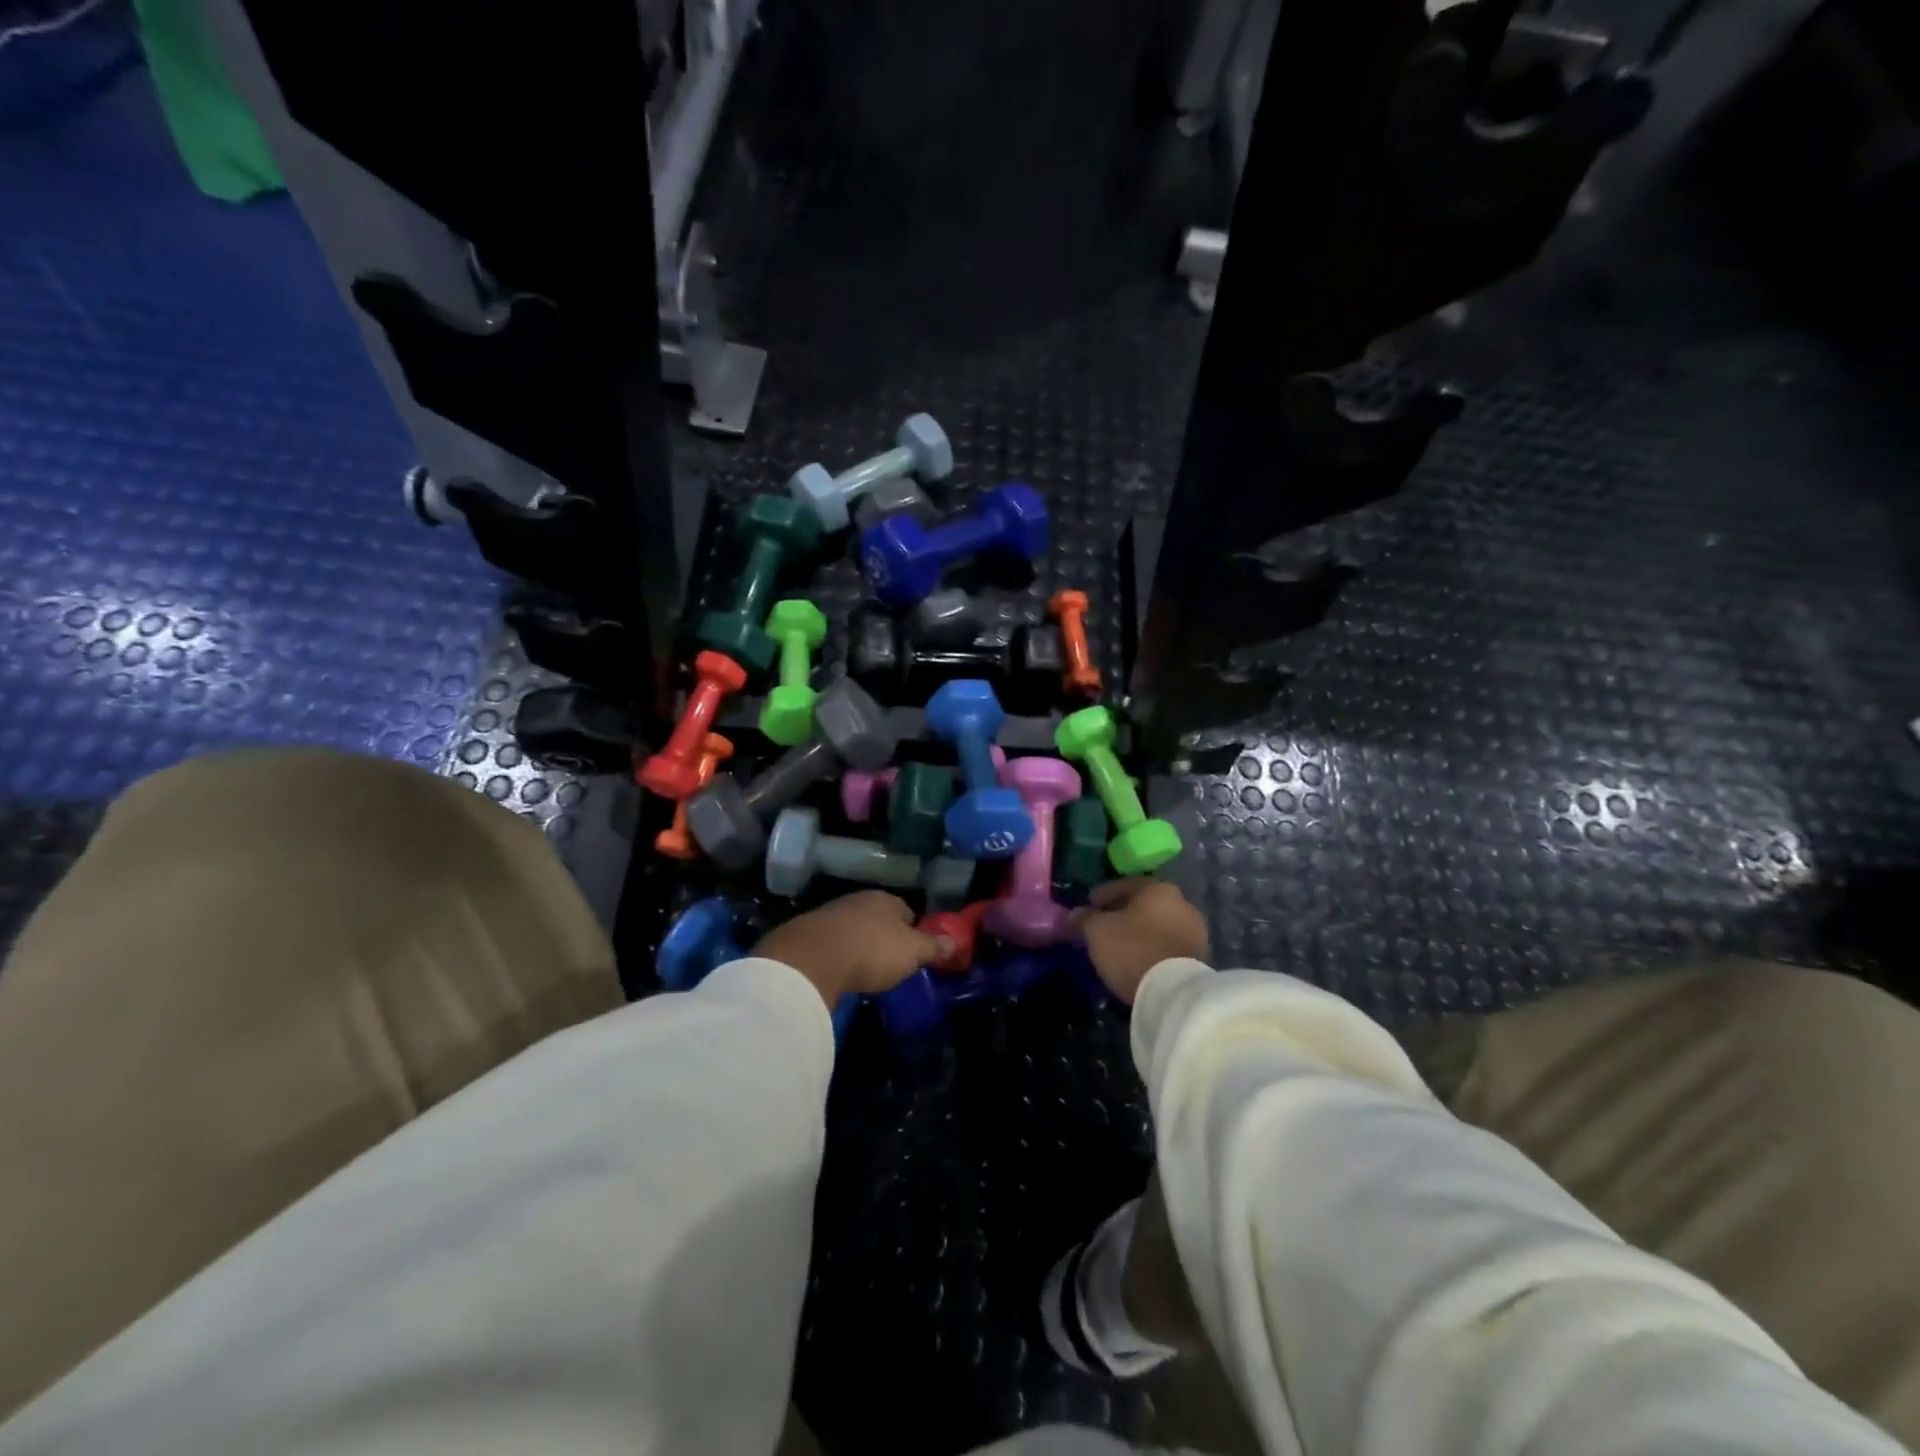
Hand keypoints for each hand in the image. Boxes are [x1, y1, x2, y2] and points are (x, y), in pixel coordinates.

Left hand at [754, 891, 953, 1007]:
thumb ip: (933, 947)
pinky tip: (839, 971)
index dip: (912, 931)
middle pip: (878, 918)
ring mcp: (831, 914)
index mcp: (886, 900)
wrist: (813, 957)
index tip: (914, 951)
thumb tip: (955, 941)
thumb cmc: (873, 950)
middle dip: (884, 937)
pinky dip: (838, 954)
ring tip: (864, 969)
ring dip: (859, 945)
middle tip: (890, 961)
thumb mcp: (912, 952)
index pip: (906, 911)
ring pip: (853, 929)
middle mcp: (859, 900)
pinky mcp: (808, 933)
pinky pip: (832, 943)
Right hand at [1072, 879, 1207, 1004]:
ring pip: (1156, 926)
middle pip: (1142, 905)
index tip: (1086, 910)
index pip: (1123, 885)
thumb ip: (1082, 918)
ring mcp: (1195, 930)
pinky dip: (1151, 949)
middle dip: (1121, 915)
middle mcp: (1182, 903)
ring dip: (1138, 933)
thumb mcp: (1096, 931)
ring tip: (1118, 949)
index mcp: (1158, 888)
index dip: (1100, 897)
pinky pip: (1167, 945)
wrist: (1174, 994)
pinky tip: (1138, 961)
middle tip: (1101, 929)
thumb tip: (1073, 915)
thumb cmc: (1132, 950)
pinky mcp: (1200, 957)